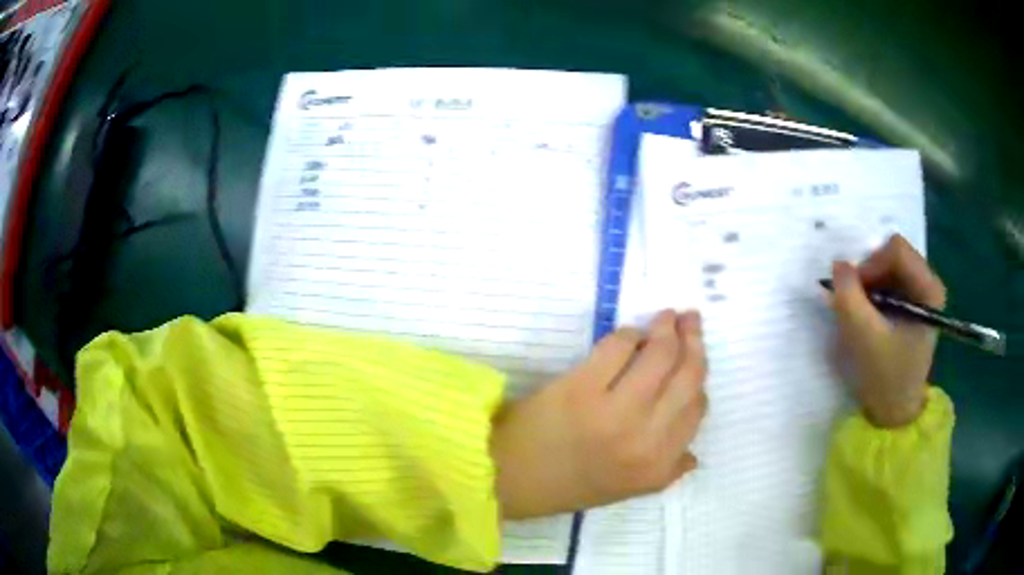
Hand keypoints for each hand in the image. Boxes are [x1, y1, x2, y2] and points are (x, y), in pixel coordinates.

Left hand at [491, 310, 707, 518]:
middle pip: (687, 377)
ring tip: (667, 318)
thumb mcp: (627, 489)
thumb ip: (666, 471)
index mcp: (657, 467)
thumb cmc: (568, 484)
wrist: (509, 477)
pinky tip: (629, 335)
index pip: (695, 410)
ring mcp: (614, 411)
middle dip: (694, 343)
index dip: (698, 379)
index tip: (692, 359)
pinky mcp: (580, 387)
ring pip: (659, 355)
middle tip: (691, 321)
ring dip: (667, 329)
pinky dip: (628, 334)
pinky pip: (619, 346)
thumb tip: (694, 452)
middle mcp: (644, 439)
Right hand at [830, 234, 945, 427]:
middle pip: (893, 254)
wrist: (895, 409)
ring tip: (862, 311)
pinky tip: (869, 313)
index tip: (854, 292)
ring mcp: (922, 290)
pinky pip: (889, 278)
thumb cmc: (885, 376)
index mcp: (928, 289)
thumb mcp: (862, 338)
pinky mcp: (913, 300)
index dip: (870, 264)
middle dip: (869, 273)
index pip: (896, 250)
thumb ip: (848, 297)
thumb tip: (839, 264)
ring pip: (889, 264)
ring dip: (869, 283)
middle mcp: (929, 282)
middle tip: (855, 301)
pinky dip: (874, 290)